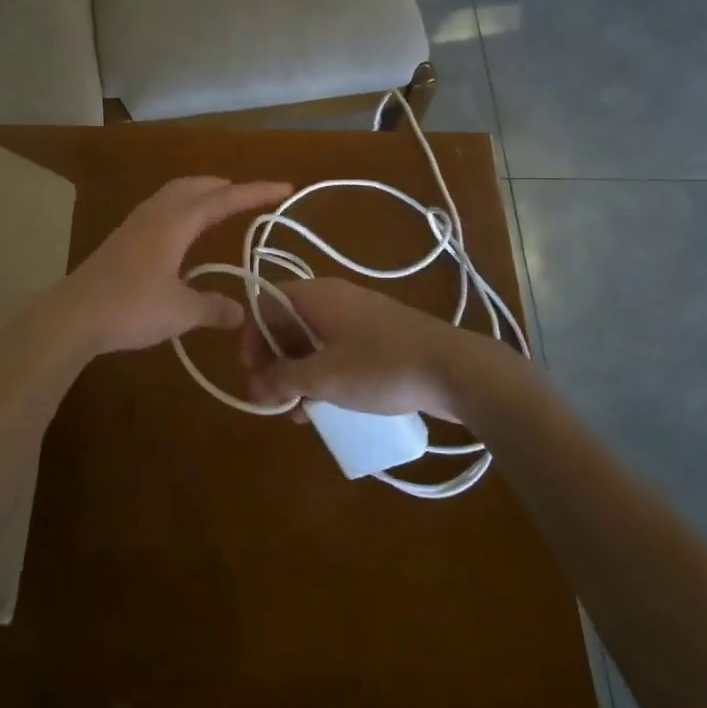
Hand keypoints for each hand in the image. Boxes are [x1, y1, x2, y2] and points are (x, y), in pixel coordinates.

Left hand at [55, 177, 291, 356]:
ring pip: (174, 194)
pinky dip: (181, 208)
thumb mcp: (180, 311)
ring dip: (200, 194)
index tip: (284, 187)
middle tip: (250, 197)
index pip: (224, 199)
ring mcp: (135, 224)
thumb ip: (213, 308)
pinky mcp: (122, 239)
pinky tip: (182, 233)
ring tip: (219, 206)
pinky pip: (160, 209)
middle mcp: (156, 214)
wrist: (72, 315)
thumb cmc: (130, 307)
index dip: (256, 192)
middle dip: (225, 187)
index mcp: (175, 223)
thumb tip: (240, 313)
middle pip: (195, 186)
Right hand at [237, 278, 491, 417]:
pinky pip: (339, 349)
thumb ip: (283, 379)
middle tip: (272, 399)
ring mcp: (360, 316)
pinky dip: (325, 372)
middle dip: (275, 362)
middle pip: (288, 323)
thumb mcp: (323, 377)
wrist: (454, 368)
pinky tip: (327, 405)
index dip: (253, 337)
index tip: (252, 373)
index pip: (267, 304)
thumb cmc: (379, 366)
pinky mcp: (380, 336)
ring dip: (299, 373)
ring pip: (314, 340)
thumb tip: (255, 384)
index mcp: (315, 296)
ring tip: (298, 411)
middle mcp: (334, 298)